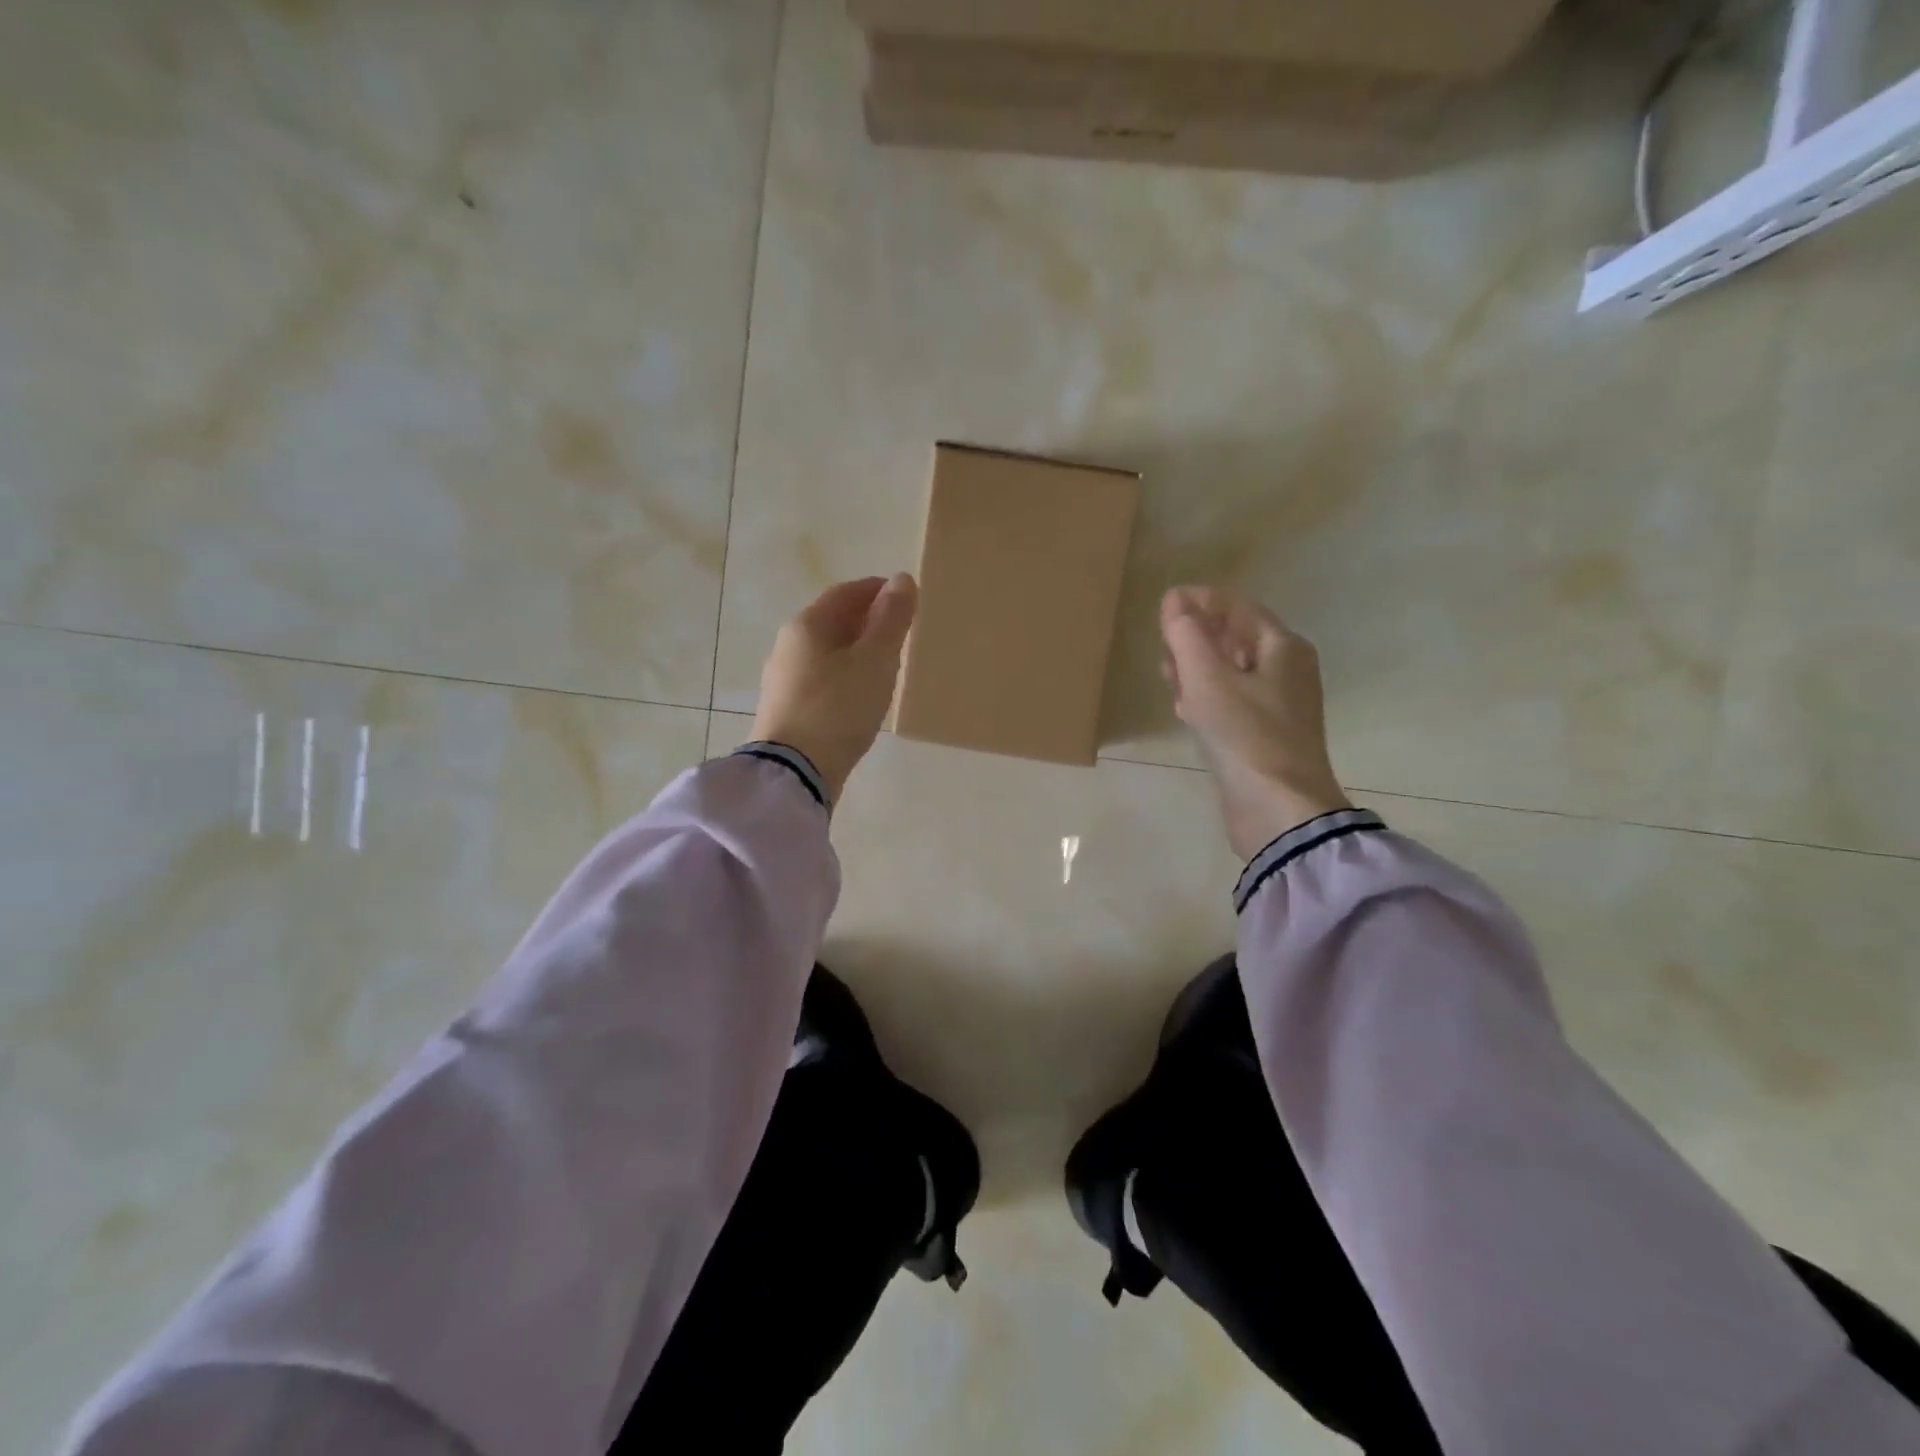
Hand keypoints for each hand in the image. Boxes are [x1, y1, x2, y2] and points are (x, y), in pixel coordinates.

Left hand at [753, 574, 917, 803]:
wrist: (796, 771)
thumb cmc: (839, 707)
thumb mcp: (875, 660)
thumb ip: (891, 619)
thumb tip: (901, 579)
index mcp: (808, 625)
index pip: (846, 592)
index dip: (878, 590)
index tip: (907, 598)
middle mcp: (789, 645)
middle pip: (833, 621)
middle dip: (868, 620)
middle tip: (902, 632)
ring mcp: (783, 679)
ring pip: (827, 652)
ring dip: (857, 650)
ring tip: (887, 664)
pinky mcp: (787, 709)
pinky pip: (821, 679)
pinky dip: (845, 675)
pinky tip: (861, 694)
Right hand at [1161, 585, 1351, 859]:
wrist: (1279, 809)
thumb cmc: (1245, 735)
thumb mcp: (1208, 679)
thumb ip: (1188, 636)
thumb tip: (1174, 601)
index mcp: (1282, 647)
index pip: (1238, 607)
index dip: (1199, 600)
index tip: (1163, 606)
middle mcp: (1286, 670)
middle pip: (1235, 637)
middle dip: (1197, 635)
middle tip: (1163, 645)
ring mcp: (1277, 705)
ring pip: (1230, 671)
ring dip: (1197, 667)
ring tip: (1167, 674)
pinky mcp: (1263, 735)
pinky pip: (1231, 702)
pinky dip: (1206, 697)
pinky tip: (1184, 708)